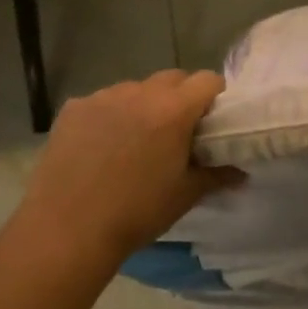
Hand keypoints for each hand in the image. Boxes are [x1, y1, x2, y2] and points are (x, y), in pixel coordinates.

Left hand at [17, 70, 236, 261]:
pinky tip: (101, 147)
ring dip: (144, 105)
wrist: (67, 230)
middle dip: (181, 97)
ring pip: (136, 88)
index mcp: (173, 109)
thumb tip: (240, 171)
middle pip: (172, 78)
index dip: (214, 97)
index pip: (208, 80)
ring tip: (135, 141)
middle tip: (177, 132)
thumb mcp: (185, 195)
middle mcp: (140, 92)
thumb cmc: (136, 212)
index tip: (211, 121)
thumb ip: (216, 175)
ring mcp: (103, 96)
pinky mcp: (74, 108)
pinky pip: (103, 101)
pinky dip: (110, 116)